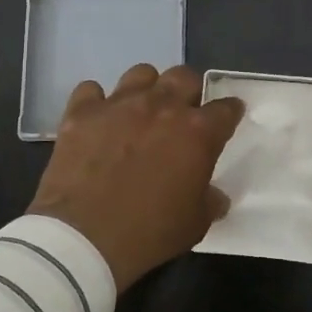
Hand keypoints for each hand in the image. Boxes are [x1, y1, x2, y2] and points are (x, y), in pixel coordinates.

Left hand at [28, 64, 244, 291]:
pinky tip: (98, 119)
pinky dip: (97, 102)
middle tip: (182, 113)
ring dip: (147, 89)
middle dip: (188, 91)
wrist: (84, 238)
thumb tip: (216, 196)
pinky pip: (91, 90)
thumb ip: (209, 201)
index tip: (228, 116)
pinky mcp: (82, 112)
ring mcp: (119, 104)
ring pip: (141, 73)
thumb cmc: (149, 233)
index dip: (229, 112)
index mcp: (197, 132)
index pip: (225, 109)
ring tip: (141, 111)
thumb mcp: (194, 224)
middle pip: (184, 77)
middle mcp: (161, 107)